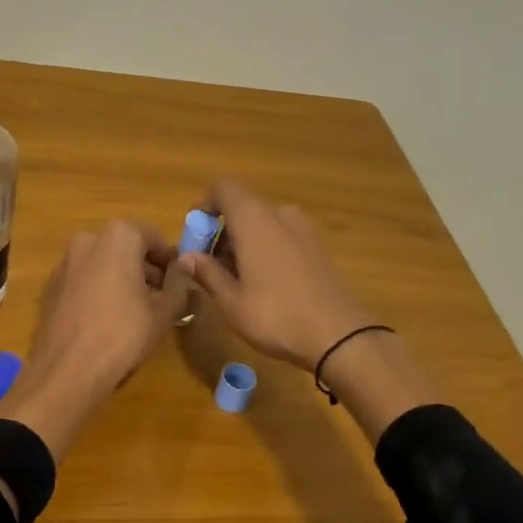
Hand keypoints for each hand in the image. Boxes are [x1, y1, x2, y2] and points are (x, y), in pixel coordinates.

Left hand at [1, 221, 186, 459]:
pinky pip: (84, 281)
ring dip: (122, 279)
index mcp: (118, 236)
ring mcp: (64, 263)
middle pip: (125, 248)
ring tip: (136, 312)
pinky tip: (107, 320)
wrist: (67, 369)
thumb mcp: (164, 311)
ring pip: (103, 264)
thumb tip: (186, 266)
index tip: (179, 281)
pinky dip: (99, 291)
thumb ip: (179, 283)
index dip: (169, 259)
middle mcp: (87, 240)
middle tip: (161, 297)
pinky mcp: (51, 287)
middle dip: (145, 269)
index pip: (153, 237)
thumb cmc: (123, 334)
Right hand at [174, 179, 373, 369]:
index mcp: (254, 219)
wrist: (338, 335)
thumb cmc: (275, 315)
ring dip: (242, 243)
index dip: (204, 206)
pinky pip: (281, 235)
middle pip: (241, 207)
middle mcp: (280, 214)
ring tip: (237, 282)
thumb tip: (185, 257)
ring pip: (262, 223)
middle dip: (220, 233)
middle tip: (211, 270)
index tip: (196, 240)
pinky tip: (265, 285)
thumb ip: (206, 272)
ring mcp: (303, 229)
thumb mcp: (231, 301)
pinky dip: (265, 249)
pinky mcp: (317, 246)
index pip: (223, 187)